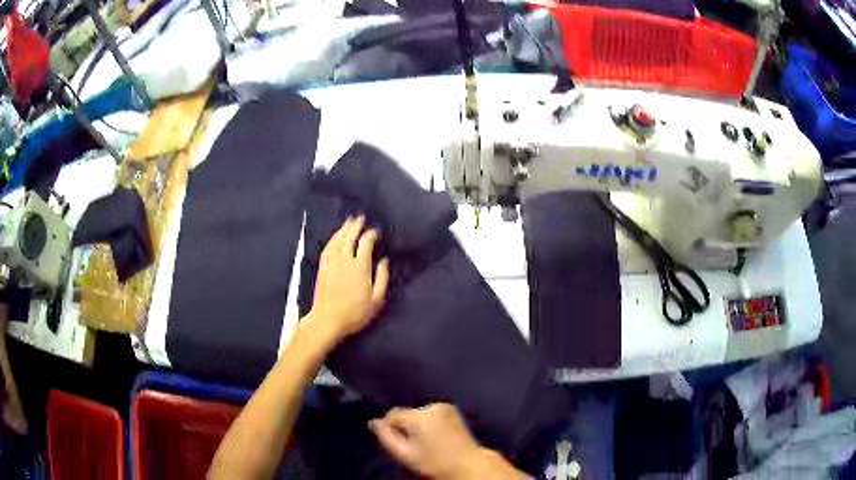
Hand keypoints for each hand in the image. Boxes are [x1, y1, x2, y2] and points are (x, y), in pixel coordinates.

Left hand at [309, 216, 389, 340]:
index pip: (366, 243)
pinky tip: (335, 237)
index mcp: (360, 266)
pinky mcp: (322, 267)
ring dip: (343, 229)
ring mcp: (331, 262)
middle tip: (360, 218)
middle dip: (356, 226)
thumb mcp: (376, 300)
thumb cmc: (355, 313)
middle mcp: (345, 259)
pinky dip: (333, 239)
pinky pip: (328, 247)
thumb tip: (384, 261)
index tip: (376, 231)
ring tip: (348, 221)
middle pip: (350, 237)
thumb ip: (382, 278)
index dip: (371, 234)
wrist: (328, 320)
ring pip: (337, 240)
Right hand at [369, 403, 524, 479]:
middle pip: (405, 414)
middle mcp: (432, 406)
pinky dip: (426, 424)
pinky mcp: (452, 410)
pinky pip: (429, 415)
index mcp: (420, 416)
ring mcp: (444, 407)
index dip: (388, 430)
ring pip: (416, 415)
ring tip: (421, 444)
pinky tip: (432, 438)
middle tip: (408, 447)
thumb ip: (385, 437)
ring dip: (414, 426)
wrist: (466, 465)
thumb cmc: (433, 463)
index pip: (392, 416)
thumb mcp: (404, 454)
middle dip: (402, 428)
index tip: (395, 445)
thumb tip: (373, 422)